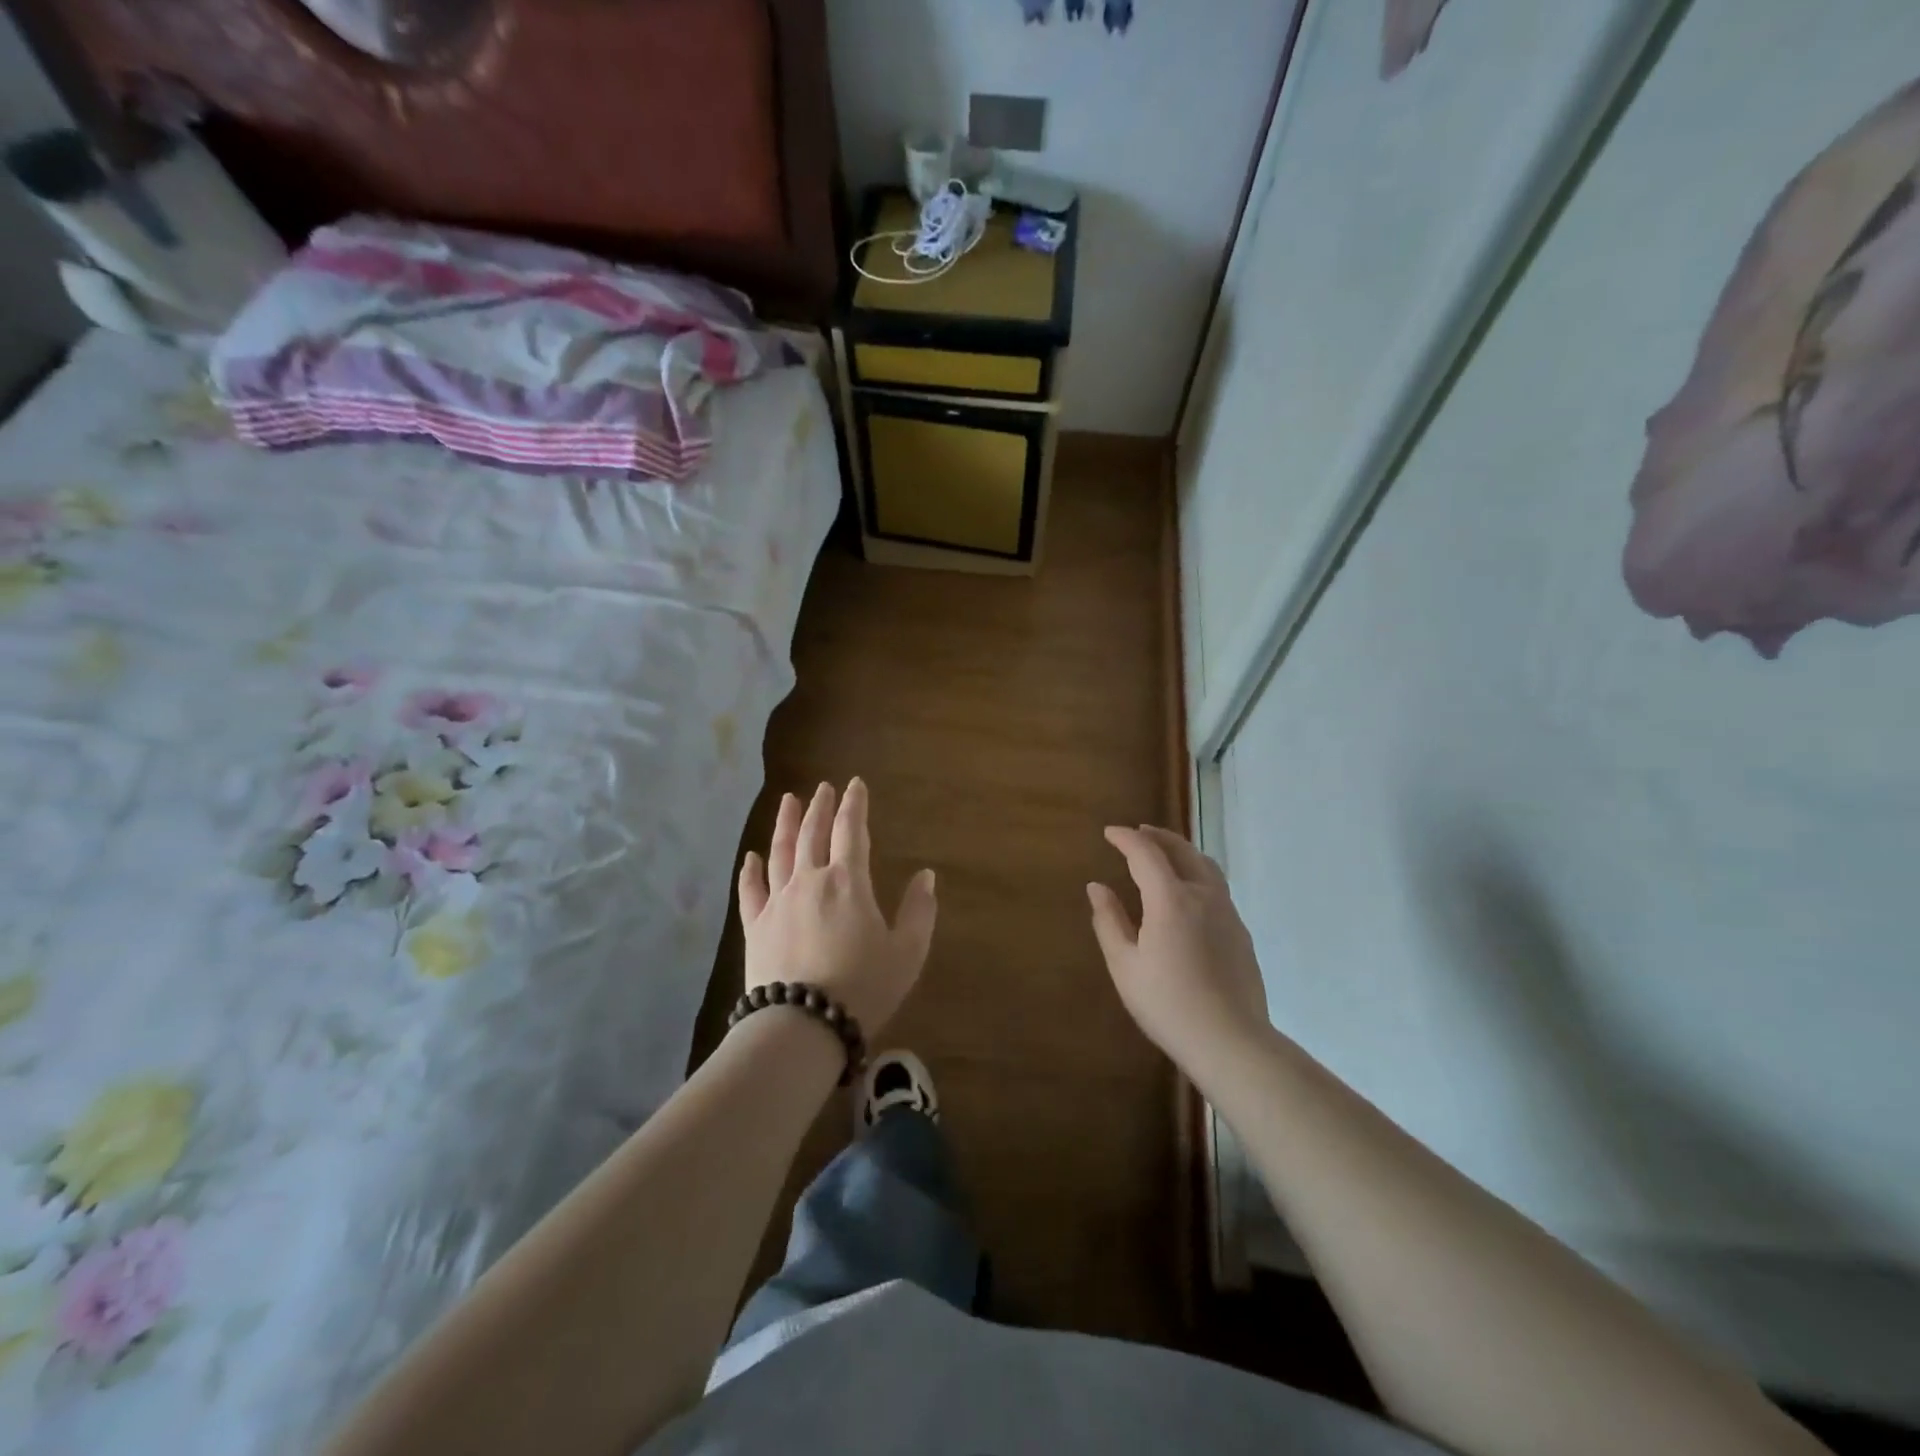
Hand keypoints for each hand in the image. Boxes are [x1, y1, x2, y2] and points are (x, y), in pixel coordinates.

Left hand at [737, 778, 936, 1037]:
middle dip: (820, 807)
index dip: (854, 804)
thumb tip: (926, 875)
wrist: (803, 1025)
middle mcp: (810, 881)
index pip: (851, 830)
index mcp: (848, 882)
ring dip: (785, 824)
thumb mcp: (907, 952)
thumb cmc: (863, 987)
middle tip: (823, 788)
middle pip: (813, 833)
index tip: (855, 784)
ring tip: (788, 801)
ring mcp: (778, 902)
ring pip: (780, 852)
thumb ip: (919, 911)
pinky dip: (751, 870)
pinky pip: (750, 890)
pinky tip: (751, 856)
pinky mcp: (755, 926)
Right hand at [1088, 825, 1268, 1076]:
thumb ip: (1109, 920)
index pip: (1146, 853)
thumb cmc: (1167, 1004)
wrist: (1230, 1041)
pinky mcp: (1240, 932)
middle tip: (1137, 832)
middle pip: (1182, 850)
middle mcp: (1203, 895)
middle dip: (1157, 836)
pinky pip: (1216, 887)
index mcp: (1171, 899)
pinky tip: (1186, 893)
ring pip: (1205, 865)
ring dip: (1181, 851)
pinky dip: (1196, 873)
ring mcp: (1227, 912)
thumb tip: (1097, 887)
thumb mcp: (1125, 965)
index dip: (1126, 838)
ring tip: (1163, 853)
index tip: (1109, 832)